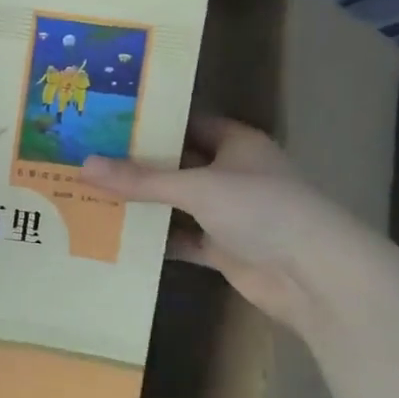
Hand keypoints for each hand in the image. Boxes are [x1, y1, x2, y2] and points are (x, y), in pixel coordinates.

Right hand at [81, 118, 366, 327]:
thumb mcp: (196, 186)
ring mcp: (229, 214)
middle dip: (139, 164)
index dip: (152, 122)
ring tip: (93, 194)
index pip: (188, 123)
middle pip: (178, 164)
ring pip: (177, 203)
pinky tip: (118, 237)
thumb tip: (84, 165)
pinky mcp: (224, 249)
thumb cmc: (261, 209)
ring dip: (144, 204)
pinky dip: (157, 240)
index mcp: (237, 143)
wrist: (314, 277)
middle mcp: (233, 174)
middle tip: (88, 157)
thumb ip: (141, 179)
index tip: (107, 121)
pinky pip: (182, 239)